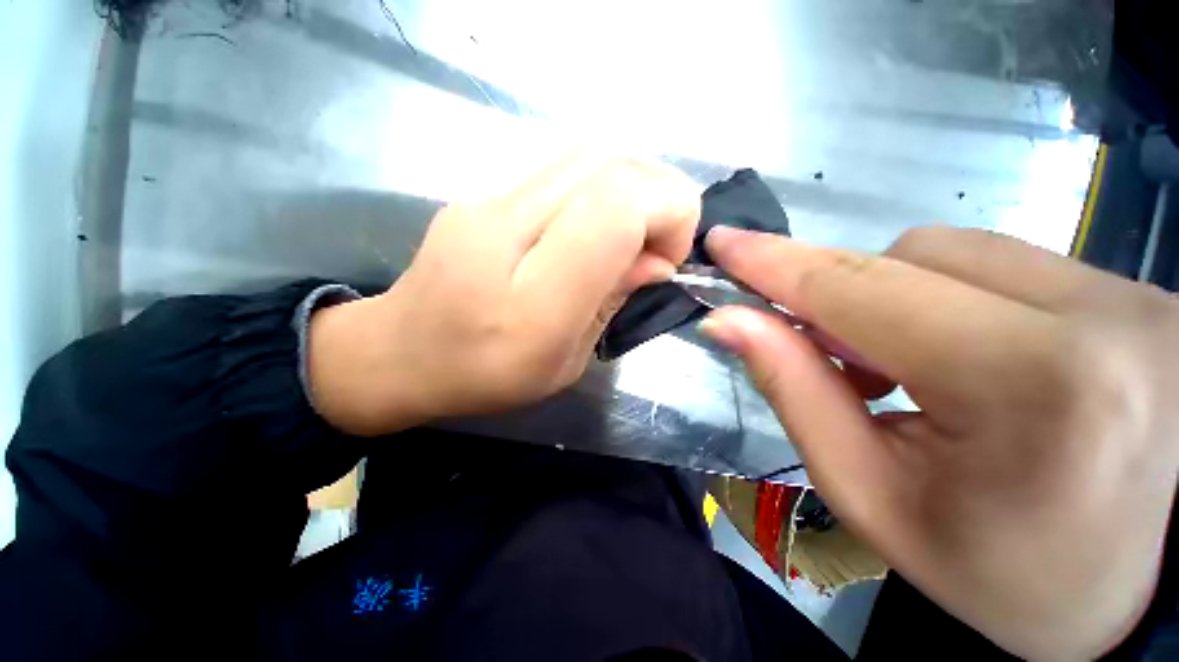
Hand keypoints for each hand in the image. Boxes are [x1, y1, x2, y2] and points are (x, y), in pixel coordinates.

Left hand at [308, 155, 699, 435]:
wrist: (397, 353)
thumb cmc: (486, 375)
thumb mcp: (565, 362)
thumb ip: (612, 303)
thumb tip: (658, 260)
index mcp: (533, 303)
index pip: (616, 209)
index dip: (667, 214)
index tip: (667, 257)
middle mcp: (506, 232)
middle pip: (610, 165)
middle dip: (659, 195)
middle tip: (656, 244)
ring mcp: (487, 200)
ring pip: (589, 154)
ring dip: (633, 185)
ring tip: (632, 232)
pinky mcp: (482, 192)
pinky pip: (562, 167)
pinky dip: (601, 186)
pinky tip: (594, 223)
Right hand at [700, 225, 1178, 659]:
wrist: (1152, 592)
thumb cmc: (1010, 576)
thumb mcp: (880, 502)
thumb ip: (797, 396)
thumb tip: (732, 323)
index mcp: (1033, 387)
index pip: (860, 292)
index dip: (775, 263)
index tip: (722, 242)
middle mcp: (1097, 314)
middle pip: (910, 259)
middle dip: (842, 298)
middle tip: (837, 364)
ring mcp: (1132, 293)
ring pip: (956, 253)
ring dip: (897, 300)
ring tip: (906, 371)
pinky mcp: (1137, 293)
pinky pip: (1005, 266)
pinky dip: (950, 300)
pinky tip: (965, 358)